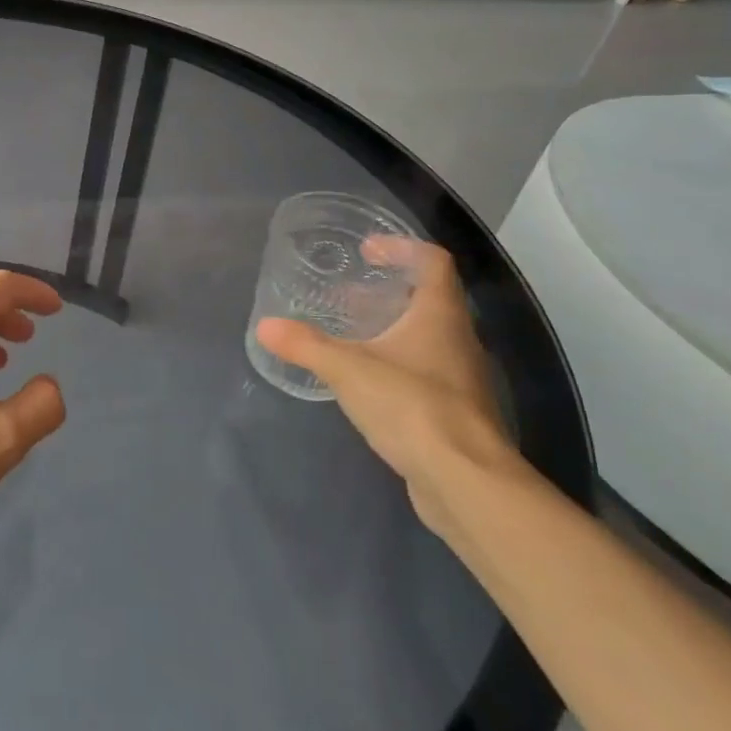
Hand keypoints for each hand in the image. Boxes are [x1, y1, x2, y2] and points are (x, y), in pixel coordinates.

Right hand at [256, 239, 518, 529]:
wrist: (465, 482)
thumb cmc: (412, 407)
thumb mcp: (348, 370)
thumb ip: (306, 345)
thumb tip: (265, 326)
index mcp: (440, 316)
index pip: (433, 262)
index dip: (401, 247)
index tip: (367, 250)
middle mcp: (458, 340)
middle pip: (430, 299)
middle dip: (389, 290)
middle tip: (348, 292)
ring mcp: (461, 378)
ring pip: (427, 338)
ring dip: (393, 328)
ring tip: (351, 333)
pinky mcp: (455, 412)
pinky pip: (425, 372)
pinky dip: (397, 364)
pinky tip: (366, 381)